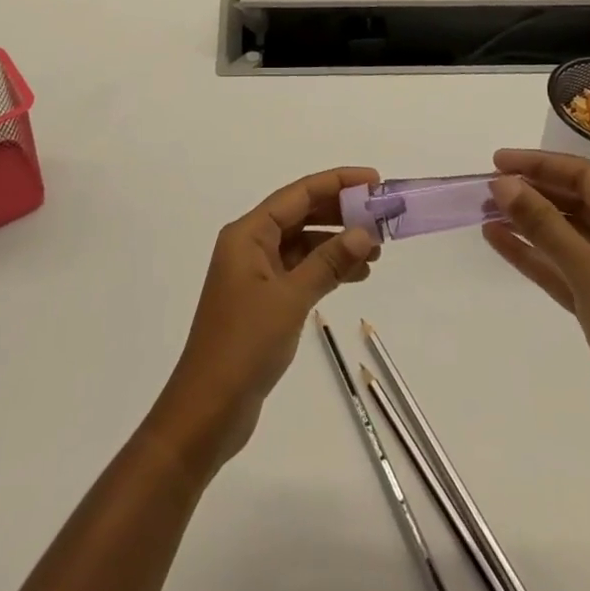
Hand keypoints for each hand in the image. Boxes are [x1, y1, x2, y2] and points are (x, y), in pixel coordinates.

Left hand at [149, 166, 380, 478]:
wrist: (208, 409)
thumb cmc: (244, 344)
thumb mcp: (290, 298)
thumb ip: (328, 262)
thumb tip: (364, 232)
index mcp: (248, 233)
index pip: (298, 194)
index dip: (336, 183)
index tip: (373, 180)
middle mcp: (250, 245)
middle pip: (300, 214)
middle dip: (340, 212)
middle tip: (380, 216)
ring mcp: (256, 273)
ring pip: (303, 243)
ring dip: (336, 243)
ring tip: (376, 251)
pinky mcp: (264, 300)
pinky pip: (300, 270)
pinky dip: (326, 269)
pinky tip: (355, 275)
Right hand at [482, 149, 589, 472]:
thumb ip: (546, 227)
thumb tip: (504, 184)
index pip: (589, 179)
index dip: (542, 165)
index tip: (498, 161)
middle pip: (579, 203)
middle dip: (534, 192)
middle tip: (488, 186)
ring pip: (569, 235)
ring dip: (530, 222)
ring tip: (485, 209)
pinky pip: (565, 267)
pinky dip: (535, 255)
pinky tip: (500, 241)